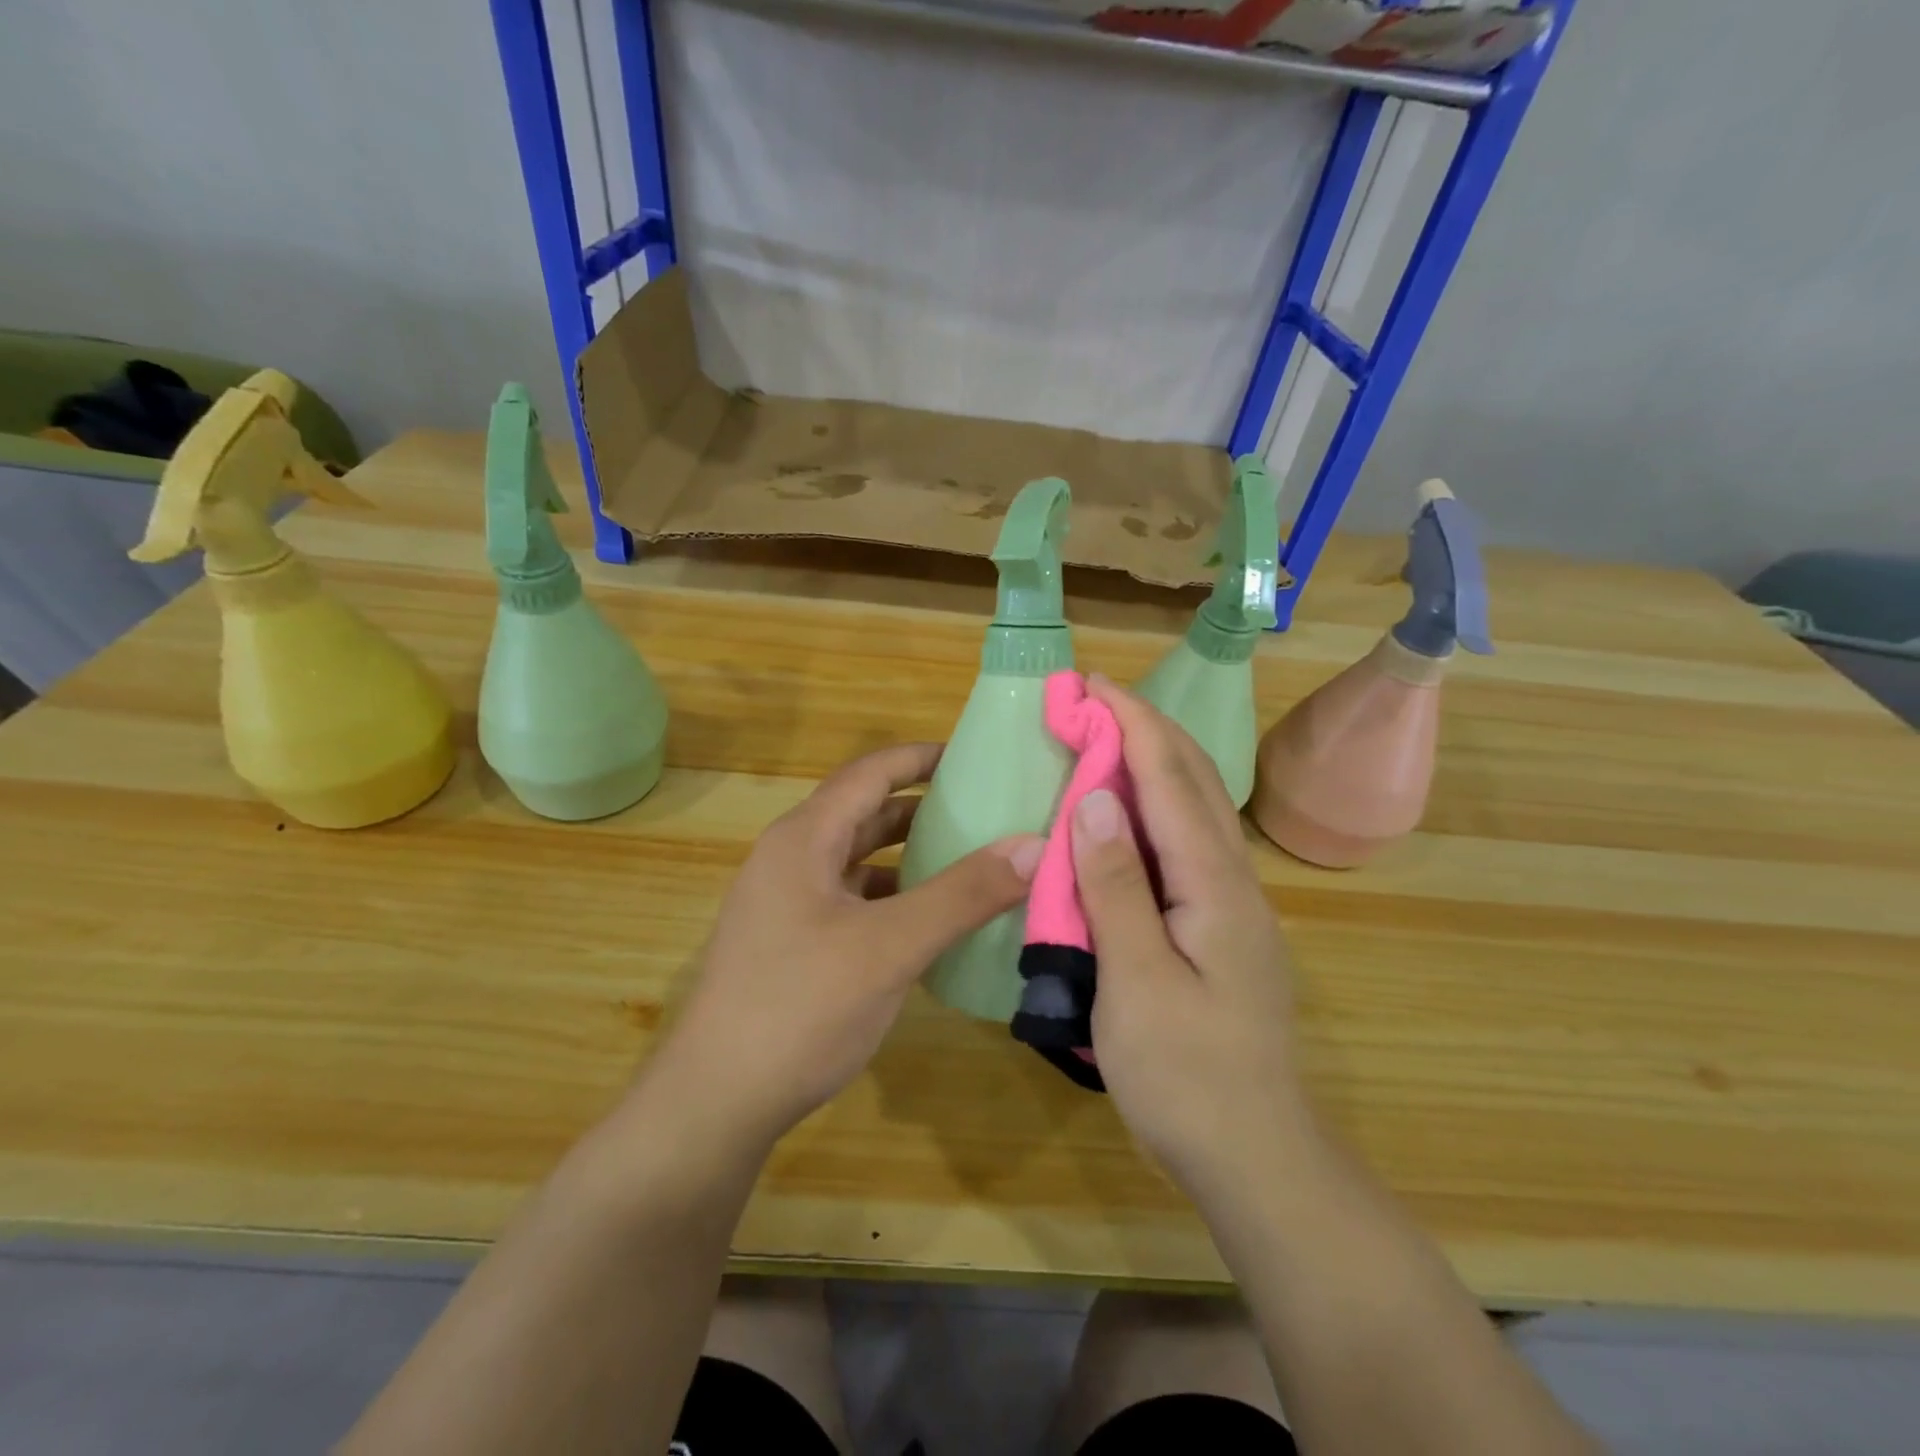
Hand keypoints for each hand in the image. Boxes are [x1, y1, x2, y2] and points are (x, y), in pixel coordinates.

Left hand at [650, 742, 1043, 1150]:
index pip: (870, 773)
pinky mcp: (791, 944)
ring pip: (858, 860)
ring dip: (909, 856)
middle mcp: (790, 859)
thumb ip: (963, 894)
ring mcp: (786, 904)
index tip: (976, 758)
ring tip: (969, 861)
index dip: (921, 758)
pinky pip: (851, 900)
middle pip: (864, 813)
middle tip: (986, 811)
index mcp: (804, 839)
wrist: (715, 1104)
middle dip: (923, 808)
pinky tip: (929, 922)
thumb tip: (1033, 844)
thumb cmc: (800, 1008)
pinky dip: (891, 898)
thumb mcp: (891, 947)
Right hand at [1071, 678, 1311, 1199]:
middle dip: (1145, 728)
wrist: (1256, 1156)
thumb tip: (1095, 800)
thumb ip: (1116, 889)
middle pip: (1192, 781)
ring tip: (1105, 738)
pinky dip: (1153, 808)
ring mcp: (1233, 903)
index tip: (1092, 684)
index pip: (1169, 780)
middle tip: (1092, 699)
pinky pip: (1185, 843)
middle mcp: (1233, 880)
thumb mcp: (1137, 983)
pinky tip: (1126, 815)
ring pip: (1194, 809)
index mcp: (1215, 885)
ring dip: (1151, 761)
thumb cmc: (1187, 1076)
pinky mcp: (1220, 926)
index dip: (1132, 723)